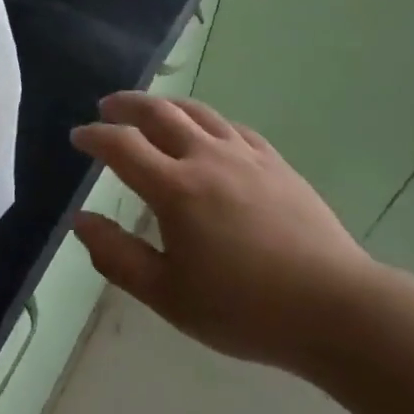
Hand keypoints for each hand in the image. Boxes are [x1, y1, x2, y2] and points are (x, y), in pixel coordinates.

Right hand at [70, 92, 379, 377]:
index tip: (78, 136)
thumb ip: (117, 256)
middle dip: (126, 105)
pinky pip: (233, 127)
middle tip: (107, 107)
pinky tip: (208, 131)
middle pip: (159, 113)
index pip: (122, 146)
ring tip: (151, 109)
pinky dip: (208, 121)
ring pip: (198, 112)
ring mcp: (245, 156)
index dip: (95, 136)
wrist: (335, 307)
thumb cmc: (244, 309)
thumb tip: (80, 220)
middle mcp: (206, 158)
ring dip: (166, 105)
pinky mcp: (276, 163)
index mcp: (175, 188)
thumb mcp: (168, 295)